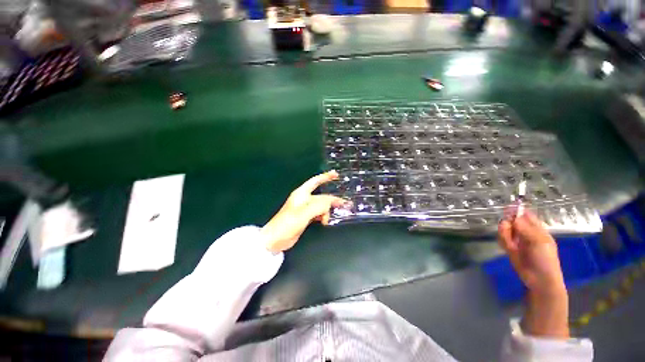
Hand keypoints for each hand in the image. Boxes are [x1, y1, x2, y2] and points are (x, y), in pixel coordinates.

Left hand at [261, 171, 349, 253]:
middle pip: (321, 196)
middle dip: (332, 200)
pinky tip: (324, 221)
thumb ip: (319, 206)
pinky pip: (318, 214)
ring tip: (329, 219)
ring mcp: (305, 209)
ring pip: (321, 206)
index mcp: (301, 194)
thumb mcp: (304, 213)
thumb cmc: (287, 223)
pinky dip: (323, 216)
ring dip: (327, 211)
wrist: (276, 239)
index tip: (336, 174)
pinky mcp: (306, 218)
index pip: (315, 181)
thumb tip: (330, 202)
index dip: (325, 177)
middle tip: (345, 203)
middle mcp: (304, 200)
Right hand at [498, 211, 565, 296]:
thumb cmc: (545, 259)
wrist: (539, 279)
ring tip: (509, 241)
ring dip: (504, 232)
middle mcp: (526, 233)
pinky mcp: (509, 248)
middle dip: (508, 222)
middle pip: (512, 221)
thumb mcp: (539, 242)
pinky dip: (503, 240)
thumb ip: (526, 228)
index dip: (518, 211)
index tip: (508, 208)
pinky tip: (508, 246)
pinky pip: (502, 239)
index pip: (526, 215)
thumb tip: (514, 216)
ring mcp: (517, 240)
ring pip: (505, 229)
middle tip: (507, 226)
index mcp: (537, 229)